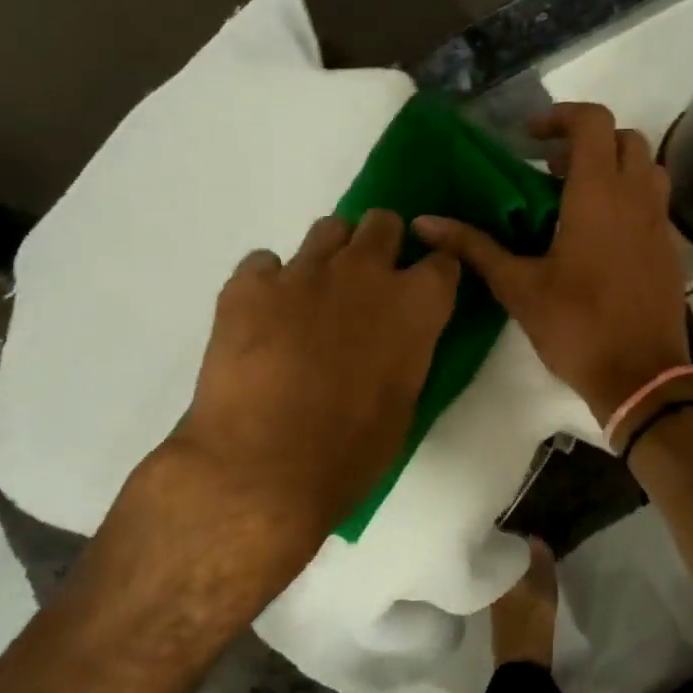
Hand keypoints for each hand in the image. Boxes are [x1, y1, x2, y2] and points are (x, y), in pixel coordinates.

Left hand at [147, 209, 459, 571]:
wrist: (263, 469)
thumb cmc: (350, 451)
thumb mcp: (404, 400)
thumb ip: (406, 350)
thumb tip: (393, 339)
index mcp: (416, 303)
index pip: (443, 259)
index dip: (435, 273)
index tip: (424, 289)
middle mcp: (365, 272)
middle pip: (384, 223)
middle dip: (383, 245)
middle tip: (369, 284)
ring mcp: (304, 271)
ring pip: (329, 229)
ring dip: (332, 255)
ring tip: (316, 295)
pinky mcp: (249, 285)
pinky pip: (264, 262)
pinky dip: (269, 283)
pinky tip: (263, 318)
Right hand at [414, 102, 689, 423]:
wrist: (641, 376)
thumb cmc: (577, 326)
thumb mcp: (518, 287)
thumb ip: (474, 247)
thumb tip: (424, 223)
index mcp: (599, 195)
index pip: (593, 121)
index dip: (560, 116)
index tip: (530, 138)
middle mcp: (637, 197)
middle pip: (624, 138)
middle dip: (587, 141)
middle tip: (550, 171)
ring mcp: (661, 222)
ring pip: (646, 168)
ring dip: (613, 167)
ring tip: (575, 198)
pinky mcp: (671, 248)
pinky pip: (654, 202)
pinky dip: (629, 198)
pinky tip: (600, 236)